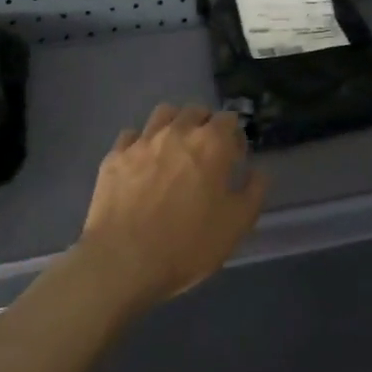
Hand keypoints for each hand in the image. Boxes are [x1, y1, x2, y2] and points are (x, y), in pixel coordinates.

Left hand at [72, 103, 266, 312]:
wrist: (123, 261)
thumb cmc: (188, 244)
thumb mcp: (237, 225)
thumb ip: (254, 191)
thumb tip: (257, 172)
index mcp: (211, 144)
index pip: (228, 118)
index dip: (235, 136)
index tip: (234, 160)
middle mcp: (176, 132)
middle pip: (195, 111)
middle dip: (205, 125)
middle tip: (206, 154)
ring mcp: (141, 142)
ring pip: (162, 114)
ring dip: (174, 124)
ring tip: (174, 150)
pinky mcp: (114, 156)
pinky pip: (131, 135)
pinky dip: (140, 143)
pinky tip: (142, 163)